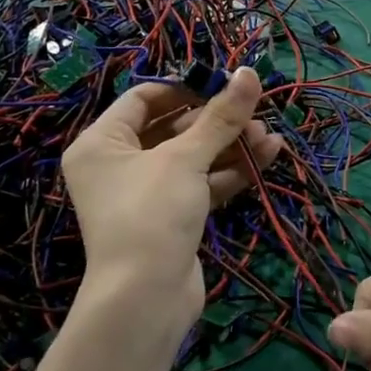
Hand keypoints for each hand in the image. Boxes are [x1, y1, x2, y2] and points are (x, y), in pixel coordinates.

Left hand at [62, 69, 282, 338]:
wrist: (146, 298)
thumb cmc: (151, 214)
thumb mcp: (186, 158)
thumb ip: (221, 115)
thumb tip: (249, 71)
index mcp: (102, 143)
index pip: (143, 98)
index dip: (184, 88)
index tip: (223, 84)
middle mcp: (119, 164)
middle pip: (172, 127)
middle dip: (217, 120)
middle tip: (254, 114)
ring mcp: (146, 194)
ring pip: (192, 157)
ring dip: (230, 145)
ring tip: (268, 137)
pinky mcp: (171, 218)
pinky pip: (201, 183)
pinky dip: (230, 171)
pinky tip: (266, 156)